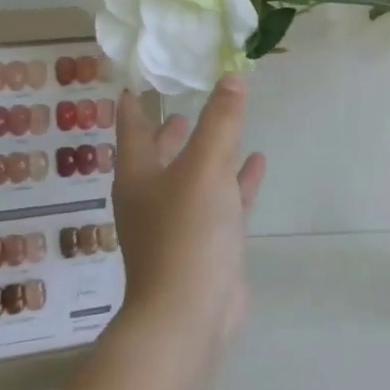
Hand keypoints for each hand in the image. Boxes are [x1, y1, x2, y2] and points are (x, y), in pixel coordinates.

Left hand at [111, 74, 267, 345]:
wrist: (190, 312)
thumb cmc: (187, 232)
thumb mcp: (205, 167)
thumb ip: (221, 121)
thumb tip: (232, 77)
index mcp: (139, 177)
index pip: (132, 128)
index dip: (135, 103)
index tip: (138, 79)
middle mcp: (153, 197)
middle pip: (161, 153)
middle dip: (171, 127)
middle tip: (185, 97)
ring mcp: (181, 222)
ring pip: (195, 175)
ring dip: (209, 150)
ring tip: (227, 122)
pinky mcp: (208, 242)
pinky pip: (223, 199)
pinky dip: (237, 180)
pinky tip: (257, 162)